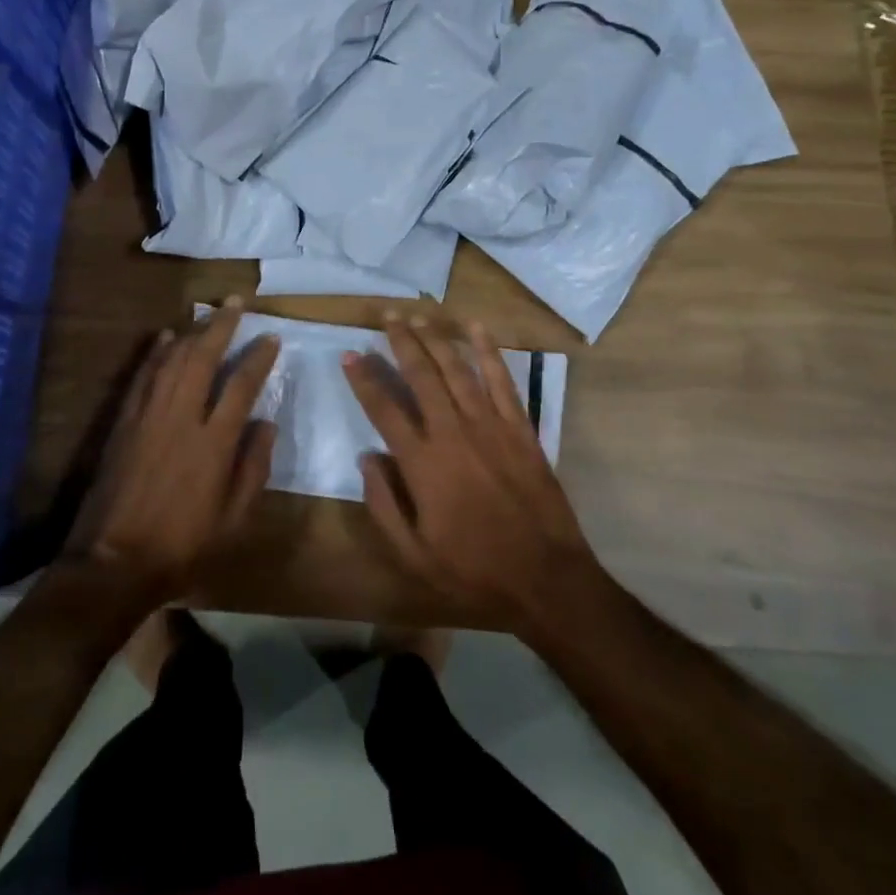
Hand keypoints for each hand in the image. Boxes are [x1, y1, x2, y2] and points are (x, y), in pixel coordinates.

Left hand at [66, 300, 278, 607]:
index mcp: (214, 443)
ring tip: (207, 313)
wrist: (114, 562)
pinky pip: (142, 377)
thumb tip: (266, 424)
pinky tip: (165, 337)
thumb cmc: (182, 545)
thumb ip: (253, 468)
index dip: (258, 358)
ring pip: (172, 360)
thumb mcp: (232, 518)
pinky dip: (155, 354)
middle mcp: (182, 418)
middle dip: (221, 326)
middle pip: (203, 358)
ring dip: (191, 332)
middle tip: (236, 302)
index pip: (242, 385)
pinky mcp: (124, 422)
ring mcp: (148, 416)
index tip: (271, 338)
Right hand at [344, 315, 601, 635]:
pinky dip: (488, 351)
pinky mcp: (520, 428)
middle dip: (401, 342)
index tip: (350, 354)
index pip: (384, 409)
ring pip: (457, 370)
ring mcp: (490, 426)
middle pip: (421, 376)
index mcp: (423, 463)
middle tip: (388, 316)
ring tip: (419, 316)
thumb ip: (384, 505)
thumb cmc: (474, 571)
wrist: (545, 578)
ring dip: (436, 339)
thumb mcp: (414, 556)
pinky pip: (502, 380)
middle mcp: (453, 433)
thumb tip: (368, 458)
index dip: (364, 379)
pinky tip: (476, 327)